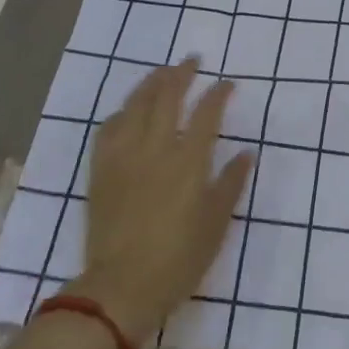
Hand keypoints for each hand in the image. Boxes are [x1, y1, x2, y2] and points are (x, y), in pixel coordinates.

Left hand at [71, 60, 254, 346]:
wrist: (121, 287)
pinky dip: (122, 112)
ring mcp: (125, 156)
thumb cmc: (178, 259)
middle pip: (167, 97)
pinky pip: (109, 128)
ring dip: (151, 84)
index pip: (207, 113)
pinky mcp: (102, 170)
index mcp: (189, 161)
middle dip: (182, 74)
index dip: (219, 93)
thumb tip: (246, 153)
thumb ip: (231, 183)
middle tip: (191, 61)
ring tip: (162, 73)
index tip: (227, 83)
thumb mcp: (216, 224)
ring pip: (136, 105)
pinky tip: (128, 111)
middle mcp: (156, 148)